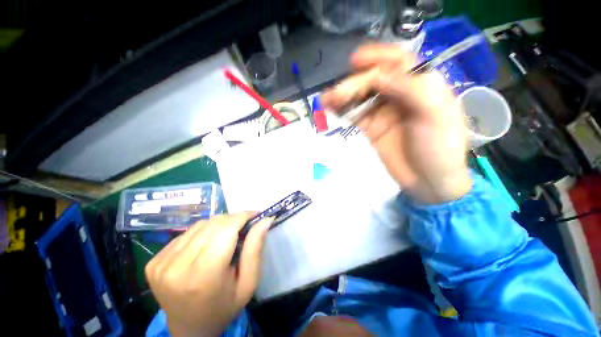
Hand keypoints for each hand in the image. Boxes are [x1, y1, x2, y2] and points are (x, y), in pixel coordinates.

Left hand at [145, 213, 272, 336]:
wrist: (189, 330)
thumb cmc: (224, 307)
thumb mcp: (248, 282)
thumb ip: (255, 248)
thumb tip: (265, 220)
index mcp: (204, 275)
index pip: (226, 229)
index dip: (243, 216)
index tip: (255, 214)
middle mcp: (177, 266)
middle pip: (213, 224)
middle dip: (233, 219)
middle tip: (244, 225)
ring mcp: (161, 263)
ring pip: (199, 225)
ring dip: (218, 224)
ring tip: (227, 234)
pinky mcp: (153, 262)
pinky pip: (186, 234)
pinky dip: (202, 232)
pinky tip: (208, 243)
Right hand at [323, 44, 471, 203]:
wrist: (429, 182)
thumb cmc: (440, 147)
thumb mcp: (434, 114)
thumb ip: (410, 89)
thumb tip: (377, 75)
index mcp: (421, 85)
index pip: (397, 63)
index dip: (376, 58)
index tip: (355, 61)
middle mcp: (400, 94)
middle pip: (374, 80)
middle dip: (354, 84)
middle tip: (336, 94)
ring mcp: (383, 112)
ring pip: (361, 97)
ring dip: (343, 96)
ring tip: (326, 99)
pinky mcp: (372, 128)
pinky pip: (355, 114)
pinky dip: (343, 110)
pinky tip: (331, 108)